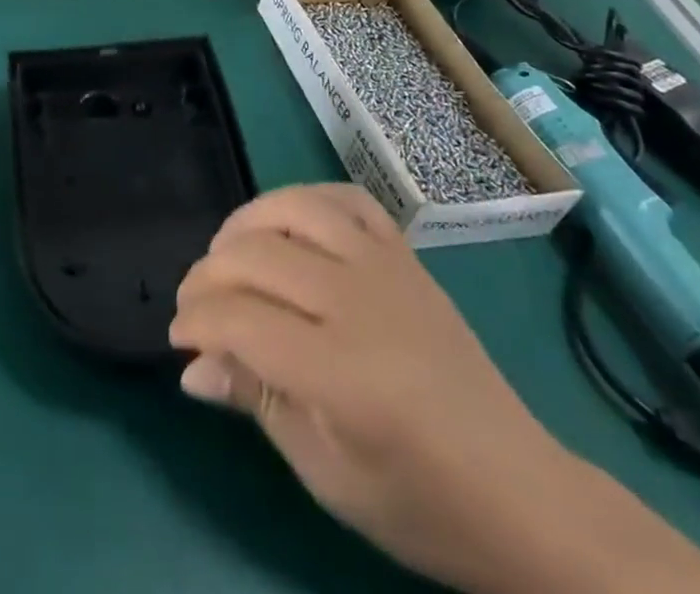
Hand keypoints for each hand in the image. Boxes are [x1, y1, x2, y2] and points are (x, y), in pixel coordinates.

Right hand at [170, 184, 619, 593]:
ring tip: (226, 254)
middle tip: (193, 305)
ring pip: (294, 210)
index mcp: (340, 371)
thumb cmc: (419, 501)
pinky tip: (286, 222)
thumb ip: (258, 402)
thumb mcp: (328, 473)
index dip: (195, 322)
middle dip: (206, 276)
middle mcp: (358, 302)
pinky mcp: (405, 256)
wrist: (521, 494)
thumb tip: (193, 366)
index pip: (239, 319)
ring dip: (245, 224)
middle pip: (255, 257)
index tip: (178, 340)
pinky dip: (306, 199)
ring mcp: (385, 268)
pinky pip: (347, 200)